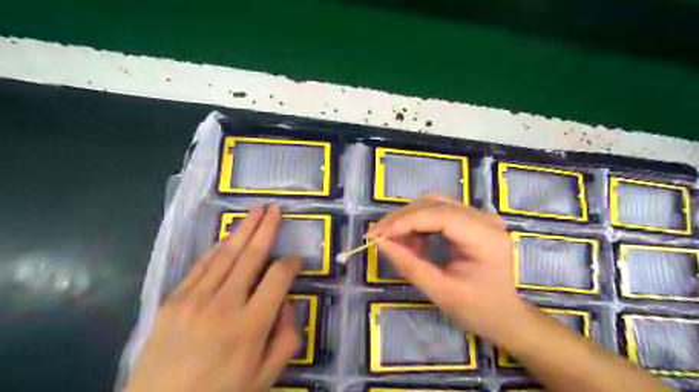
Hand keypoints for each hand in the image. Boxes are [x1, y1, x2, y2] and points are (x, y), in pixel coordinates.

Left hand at [124, 203, 302, 391]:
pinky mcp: (173, 300)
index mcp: (251, 325)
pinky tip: (228, 236)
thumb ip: (286, 338)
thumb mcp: (265, 376)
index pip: (278, 278)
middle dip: (267, 228)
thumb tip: (287, 303)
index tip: (297, 260)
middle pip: (251, 255)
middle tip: (276, 209)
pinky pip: (201, 265)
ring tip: (256, 210)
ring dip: (243, 229)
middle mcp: (224, 304)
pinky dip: (217, 248)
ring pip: (226, 254)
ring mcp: (195, 299)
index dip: (292, 263)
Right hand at [368, 194, 526, 341]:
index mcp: (485, 237)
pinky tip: (414, 242)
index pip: (439, 215)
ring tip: (398, 243)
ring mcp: (479, 216)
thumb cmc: (477, 310)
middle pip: (434, 203)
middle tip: (379, 237)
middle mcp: (484, 219)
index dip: (404, 221)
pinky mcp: (471, 219)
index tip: (376, 234)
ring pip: (433, 203)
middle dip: (402, 218)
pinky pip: (438, 211)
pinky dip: (419, 223)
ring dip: (409, 219)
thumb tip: (380, 242)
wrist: (504, 315)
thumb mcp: (440, 292)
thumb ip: (409, 265)